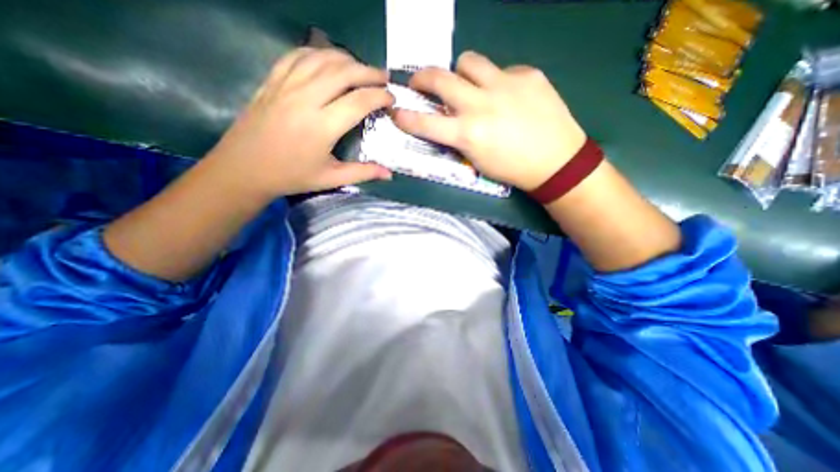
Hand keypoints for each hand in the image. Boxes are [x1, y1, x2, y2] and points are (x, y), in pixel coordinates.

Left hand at [208, 45, 395, 195]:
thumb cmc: (292, 176)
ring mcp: (286, 85)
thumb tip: (389, 174)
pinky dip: (319, 53)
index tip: (391, 98)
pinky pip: (298, 55)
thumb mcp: (331, 179)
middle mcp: (305, 99)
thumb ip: (363, 173)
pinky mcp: (272, 80)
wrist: (244, 168)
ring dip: (347, 59)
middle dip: (369, 72)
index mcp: (322, 126)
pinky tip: (330, 60)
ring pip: (322, 58)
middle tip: (383, 78)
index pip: (359, 101)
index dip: (380, 96)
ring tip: (362, 68)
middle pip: (343, 72)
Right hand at [391, 52, 585, 191]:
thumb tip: (449, 120)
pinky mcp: (527, 74)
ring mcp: (505, 84)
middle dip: (422, 77)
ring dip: (460, 72)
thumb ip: (459, 138)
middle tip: (419, 81)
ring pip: (468, 61)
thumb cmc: (512, 169)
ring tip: (467, 84)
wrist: (556, 161)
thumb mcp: (478, 160)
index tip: (396, 111)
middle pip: (440, 78)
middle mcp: (481, 105)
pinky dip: (495, 81)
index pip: (426, 123)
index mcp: (468, 134)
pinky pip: (500, 69)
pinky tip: (509, 96)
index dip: (406, 117)